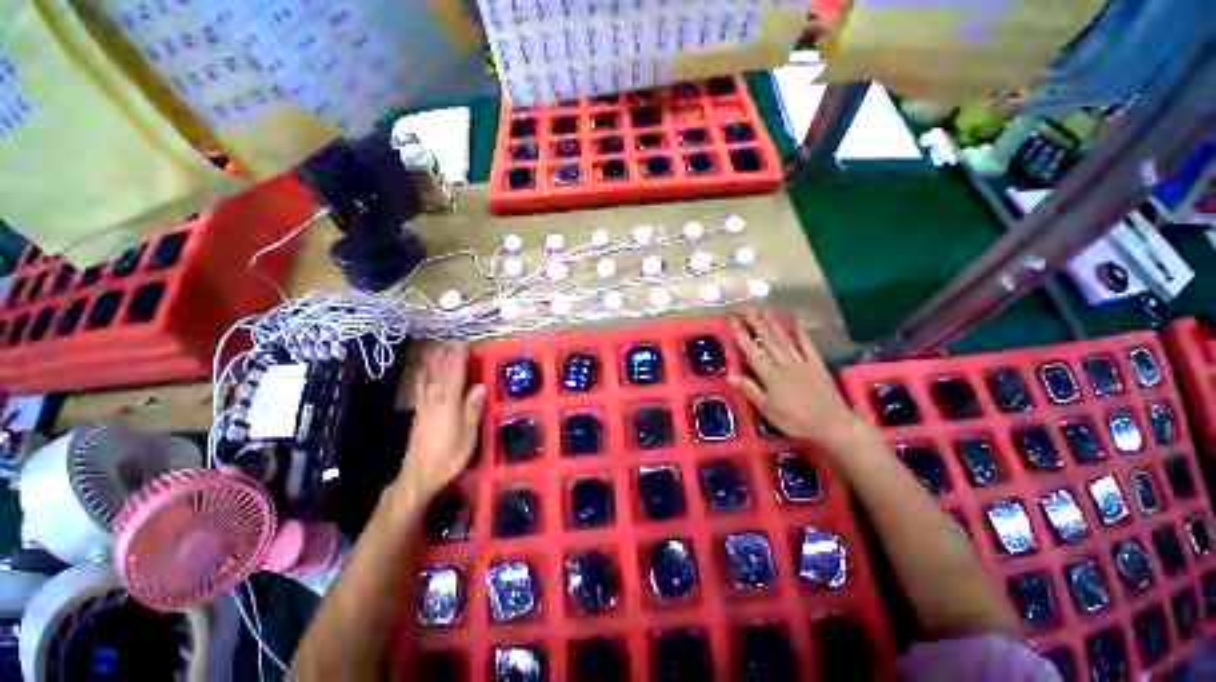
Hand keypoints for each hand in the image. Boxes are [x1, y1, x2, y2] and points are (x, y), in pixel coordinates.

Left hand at [400, 344, 486, 500]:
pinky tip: (422, 371)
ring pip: (428, 378)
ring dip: (433, 362)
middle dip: (446, 355)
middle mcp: (434, 401)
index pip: (455, 376)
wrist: (419, 475)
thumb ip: (473, 409)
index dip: (459, 359)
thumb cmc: (449, 457)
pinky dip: (423, 376)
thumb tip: (481, 386)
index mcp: (449, 405)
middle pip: (440, 373)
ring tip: (436, 347)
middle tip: (452, 340)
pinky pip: (420, 388)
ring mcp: (424, 406)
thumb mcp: (468, 435)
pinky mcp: (418, 413)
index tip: (464, 343)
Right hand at [727, 311, 864, 452]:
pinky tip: (797, 323)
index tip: (734, 322)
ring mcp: (802, 363)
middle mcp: (785, 364)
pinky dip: (802, 334)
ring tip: (765, 311)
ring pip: (785, 339)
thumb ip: (750, 390)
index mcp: (771, 376)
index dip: (742, 336)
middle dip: (756, 324)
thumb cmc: (795, 421)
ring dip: (774, 324)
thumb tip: (729, 375)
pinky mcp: (818, 365)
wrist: (833, 425)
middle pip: (768, 341)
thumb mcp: (768, 410)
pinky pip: (809, 346)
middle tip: (747, 309)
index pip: (752, 352)